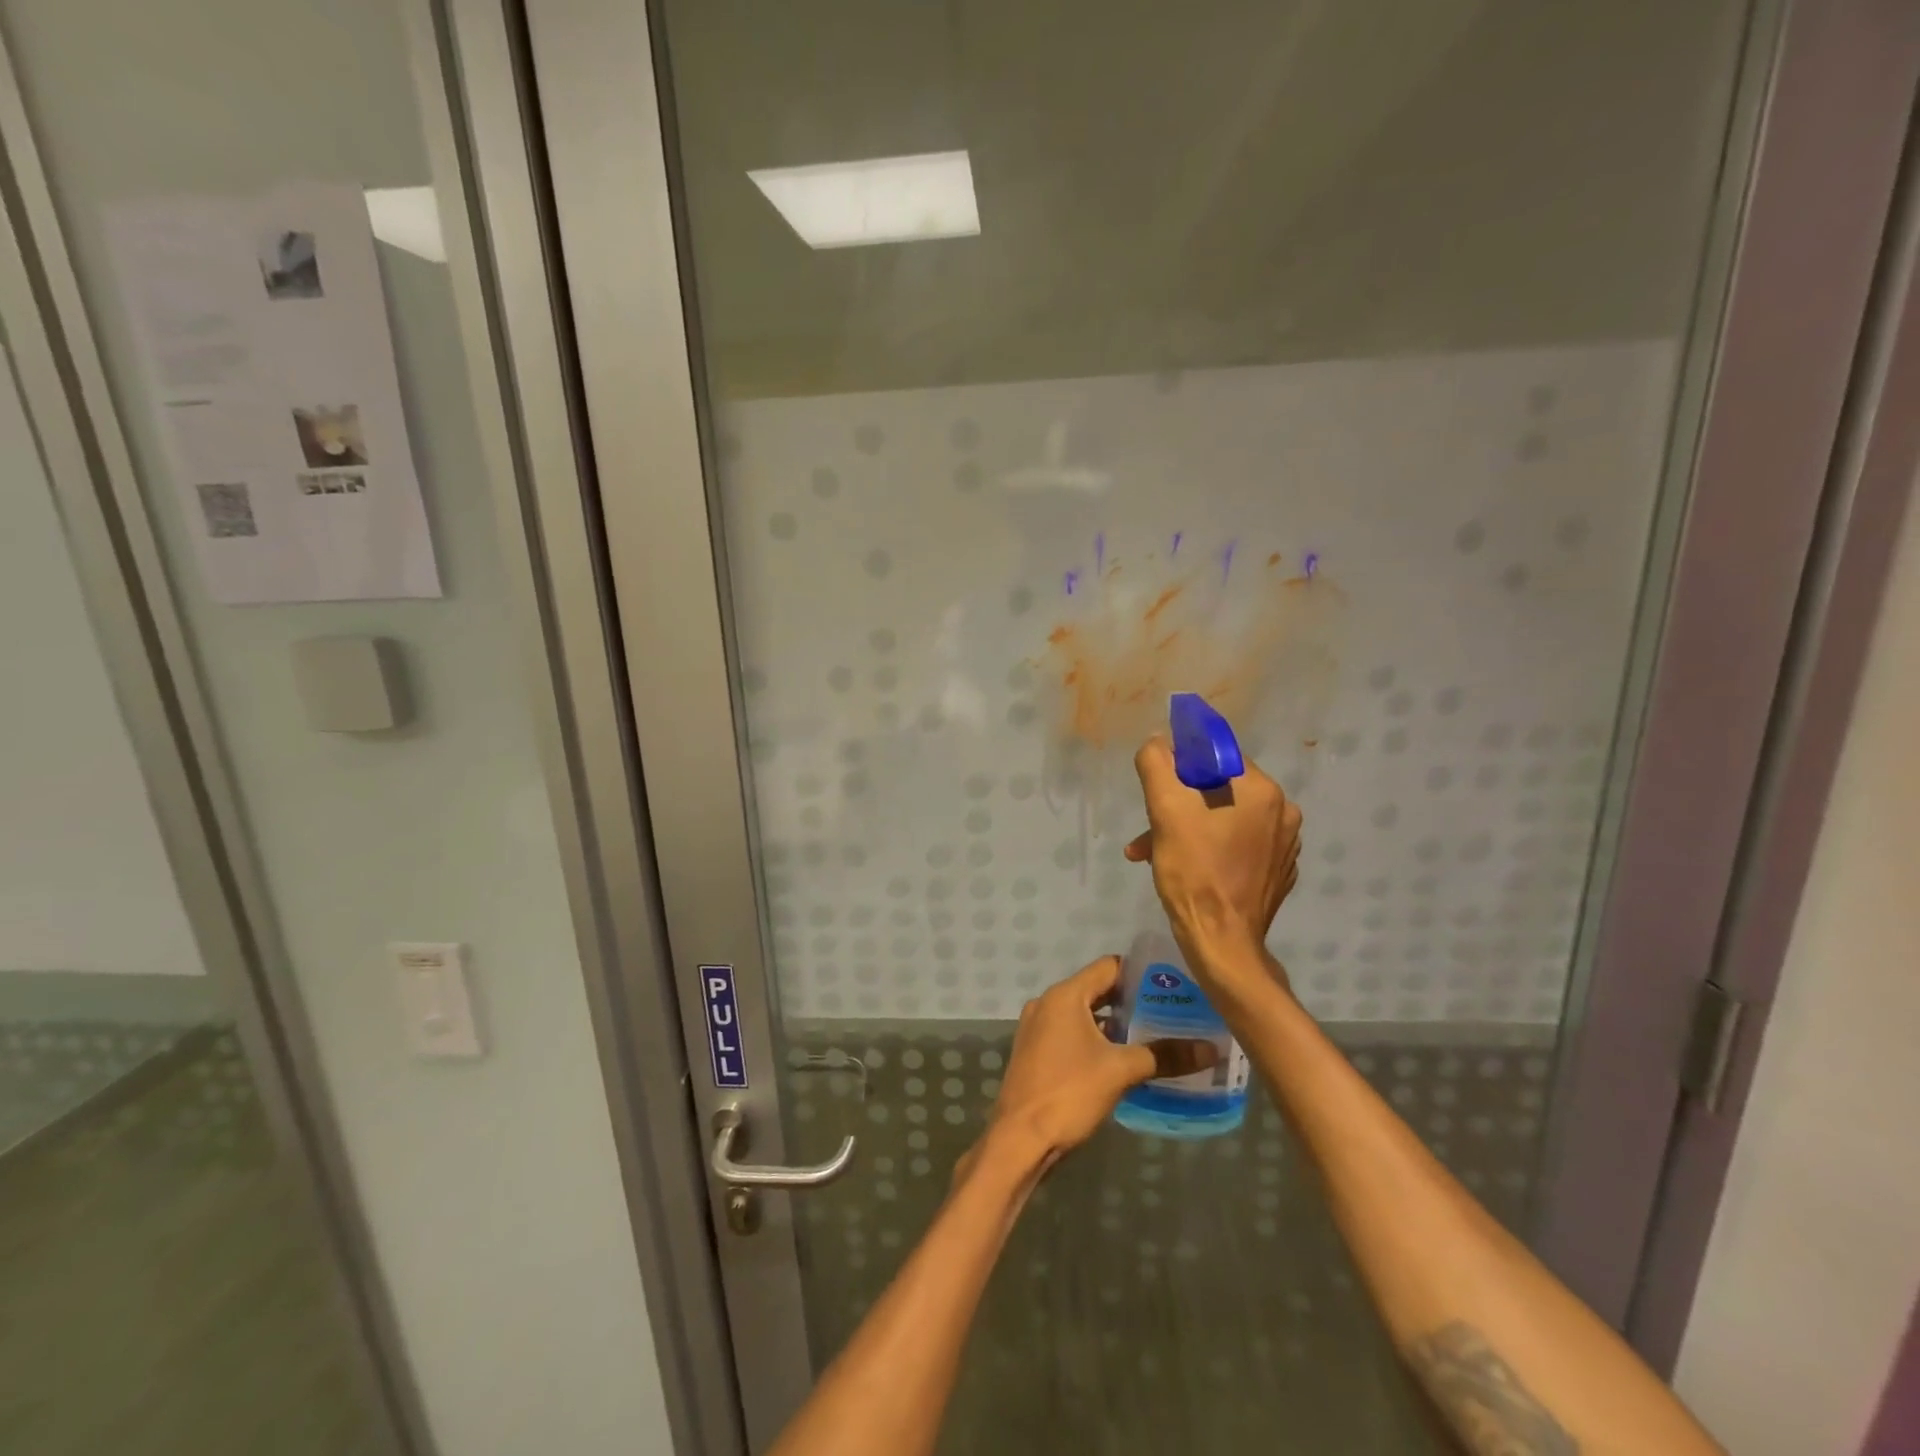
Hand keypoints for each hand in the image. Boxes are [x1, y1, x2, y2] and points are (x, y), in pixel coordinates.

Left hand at [984, 956, 1215, 1167]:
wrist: (1020, 1139)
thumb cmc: (1069, 1092)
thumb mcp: (1121, 1071)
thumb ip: (1164, 1056)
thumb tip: (1210, 1049)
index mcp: (1064, 995)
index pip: (1108, 968)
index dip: (1140, 973)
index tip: (1171, 982)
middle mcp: (1047, 1003)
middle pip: (1096, 990)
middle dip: (1131, 1001)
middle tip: (1171, 1011)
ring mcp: (1038, 1029)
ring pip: (1084, 1015)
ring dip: (1114, 1024)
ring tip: (1154, 1035)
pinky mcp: (1036, 1053)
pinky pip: (1072, 1034)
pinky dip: (1096, 1040)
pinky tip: (1123, 1059)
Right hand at [1125, 735, 1302, 959]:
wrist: (1222, 943)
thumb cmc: (1194, 872)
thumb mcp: (1164, 810)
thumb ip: (1157, 764)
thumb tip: (1158, 740)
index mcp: (1262, 790)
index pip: (1215, 755)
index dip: (1181, 766)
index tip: (1160, 788)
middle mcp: (1283, 811)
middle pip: (1219, 789)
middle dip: (1179, 804)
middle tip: (1151, 828)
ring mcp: (1285, 845)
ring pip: (1225, 819)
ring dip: (1188, 829)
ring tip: (1155, 852)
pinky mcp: (1278, 872)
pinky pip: (1239, 846)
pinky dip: (1211, 850)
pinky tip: (1186, 869)